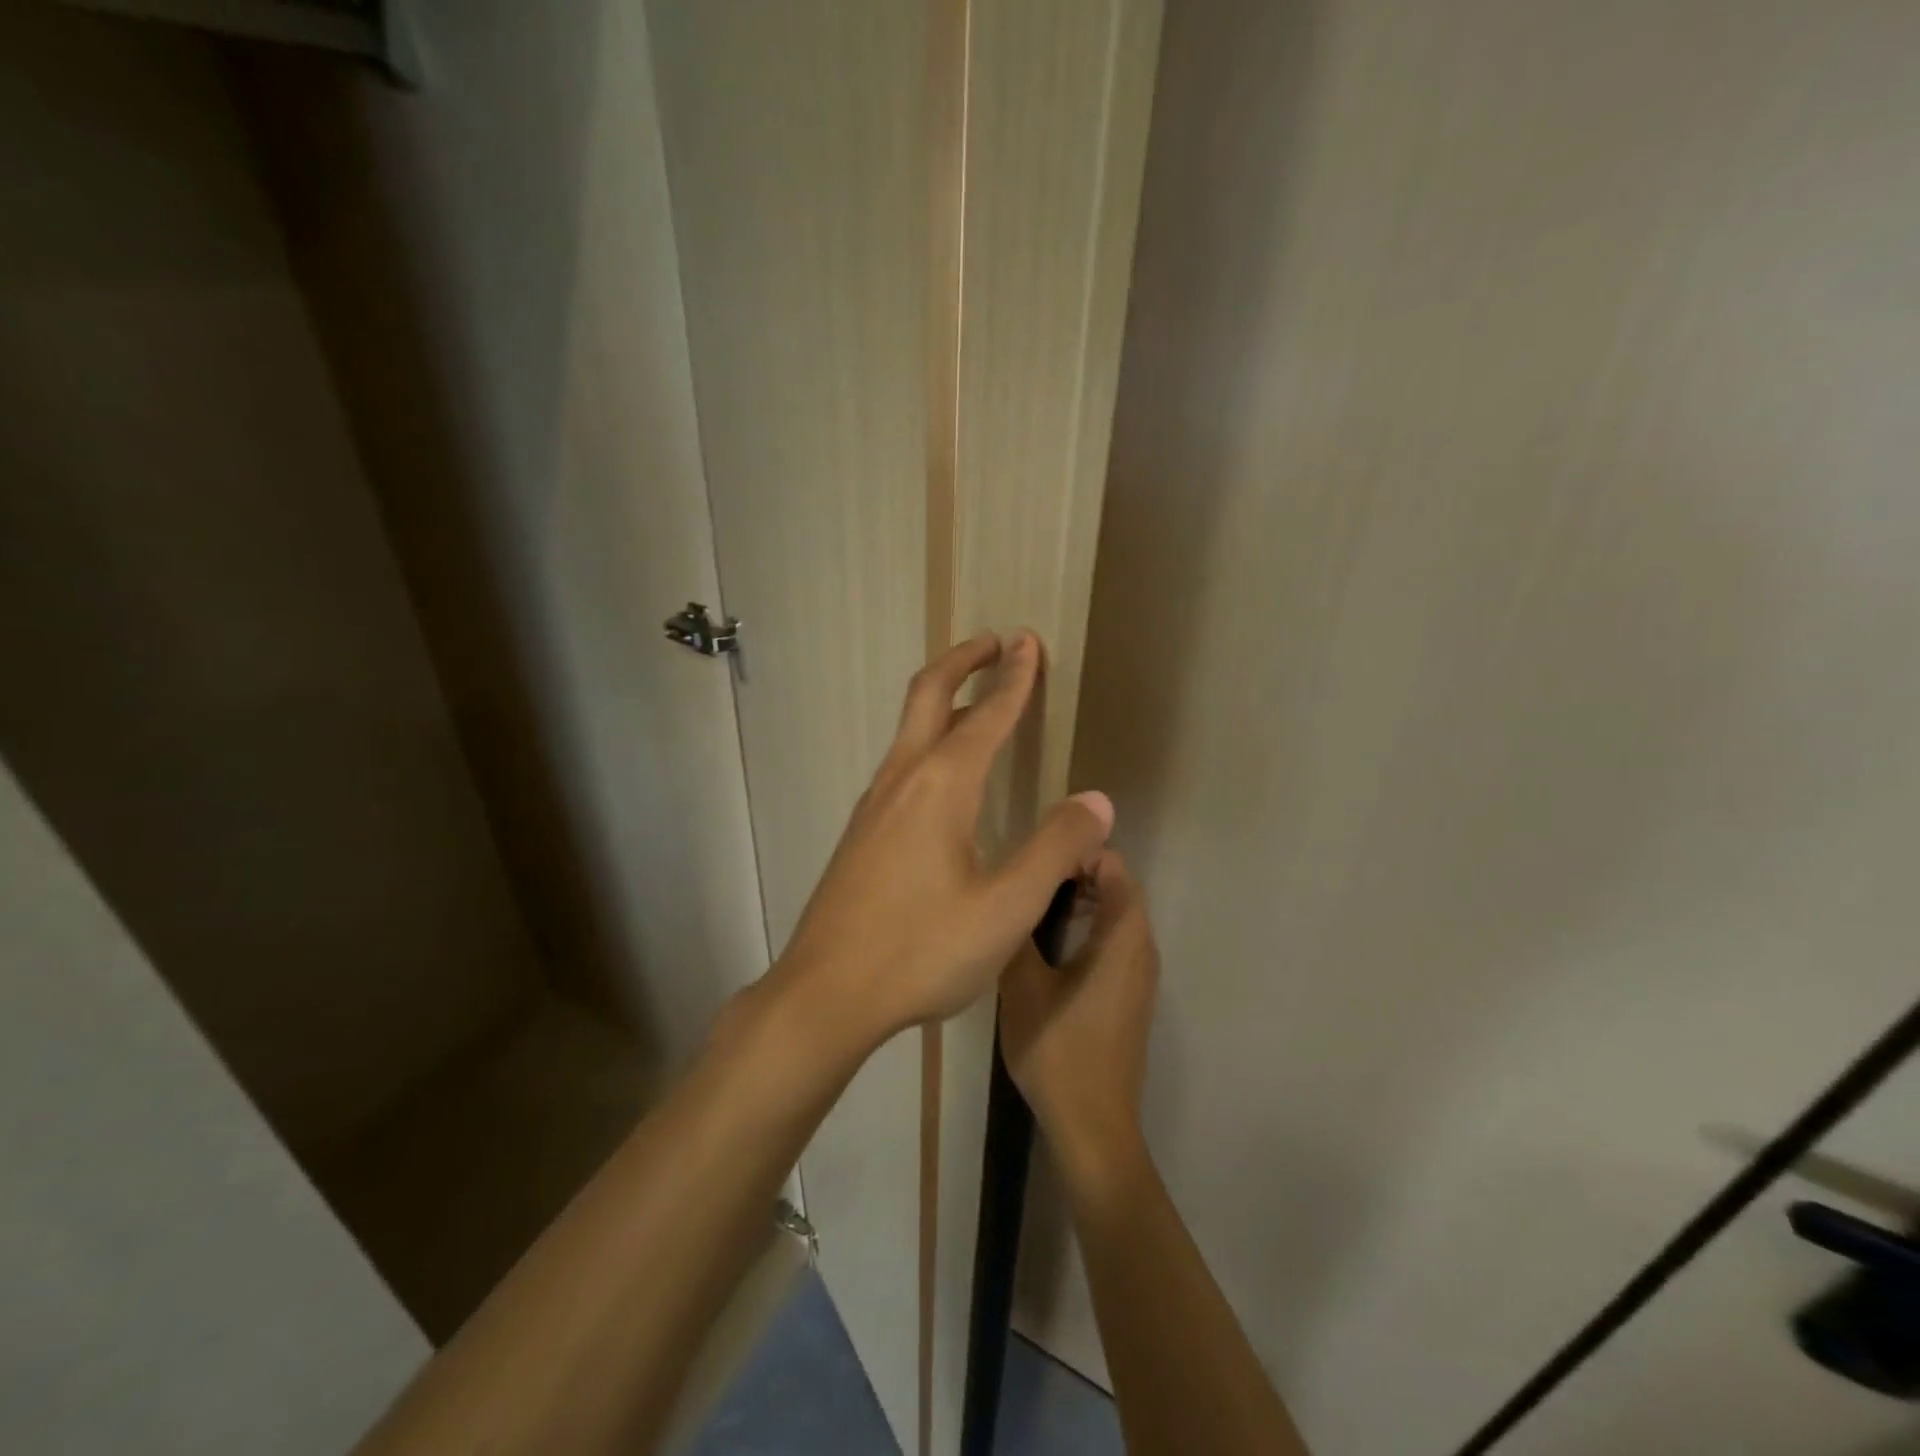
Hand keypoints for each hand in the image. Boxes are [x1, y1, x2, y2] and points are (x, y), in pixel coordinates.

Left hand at [774, 631, 1114, 1044]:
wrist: (825, 993)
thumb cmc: (921, 950)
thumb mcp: (1007, 908)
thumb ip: (1055, 848)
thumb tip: (1095, 801)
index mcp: (941, 786)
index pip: (986, 715)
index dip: (1014, 677)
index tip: (1029, 642)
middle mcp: (902, 779)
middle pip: (929, 695)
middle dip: (964, 660)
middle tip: (996, 642)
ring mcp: (874, 804)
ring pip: (909, 728)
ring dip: (944, 698)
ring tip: (975, 696)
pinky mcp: (862, 831)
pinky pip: (901, 761)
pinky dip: (929, 736)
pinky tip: (943, 772)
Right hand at [999, 852, 1158, 1170]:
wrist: (1093, 1125)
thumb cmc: (1058, 1050)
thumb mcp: (1023, 985)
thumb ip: (1018, 931)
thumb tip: (1011, 890)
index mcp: (1123, 936)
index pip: (1113, 866)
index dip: (1077, 851)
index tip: (1035, 855)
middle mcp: (1142, 947)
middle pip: (1118, 887)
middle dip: (1077, 871)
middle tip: (1029, 874)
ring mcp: (1140, 974)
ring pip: (1117, 915)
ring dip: (1082, 898)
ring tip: (1033, 902)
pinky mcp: (1132, 995)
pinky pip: (1116, 940)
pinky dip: (1089, 925)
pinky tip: (1049, 943)